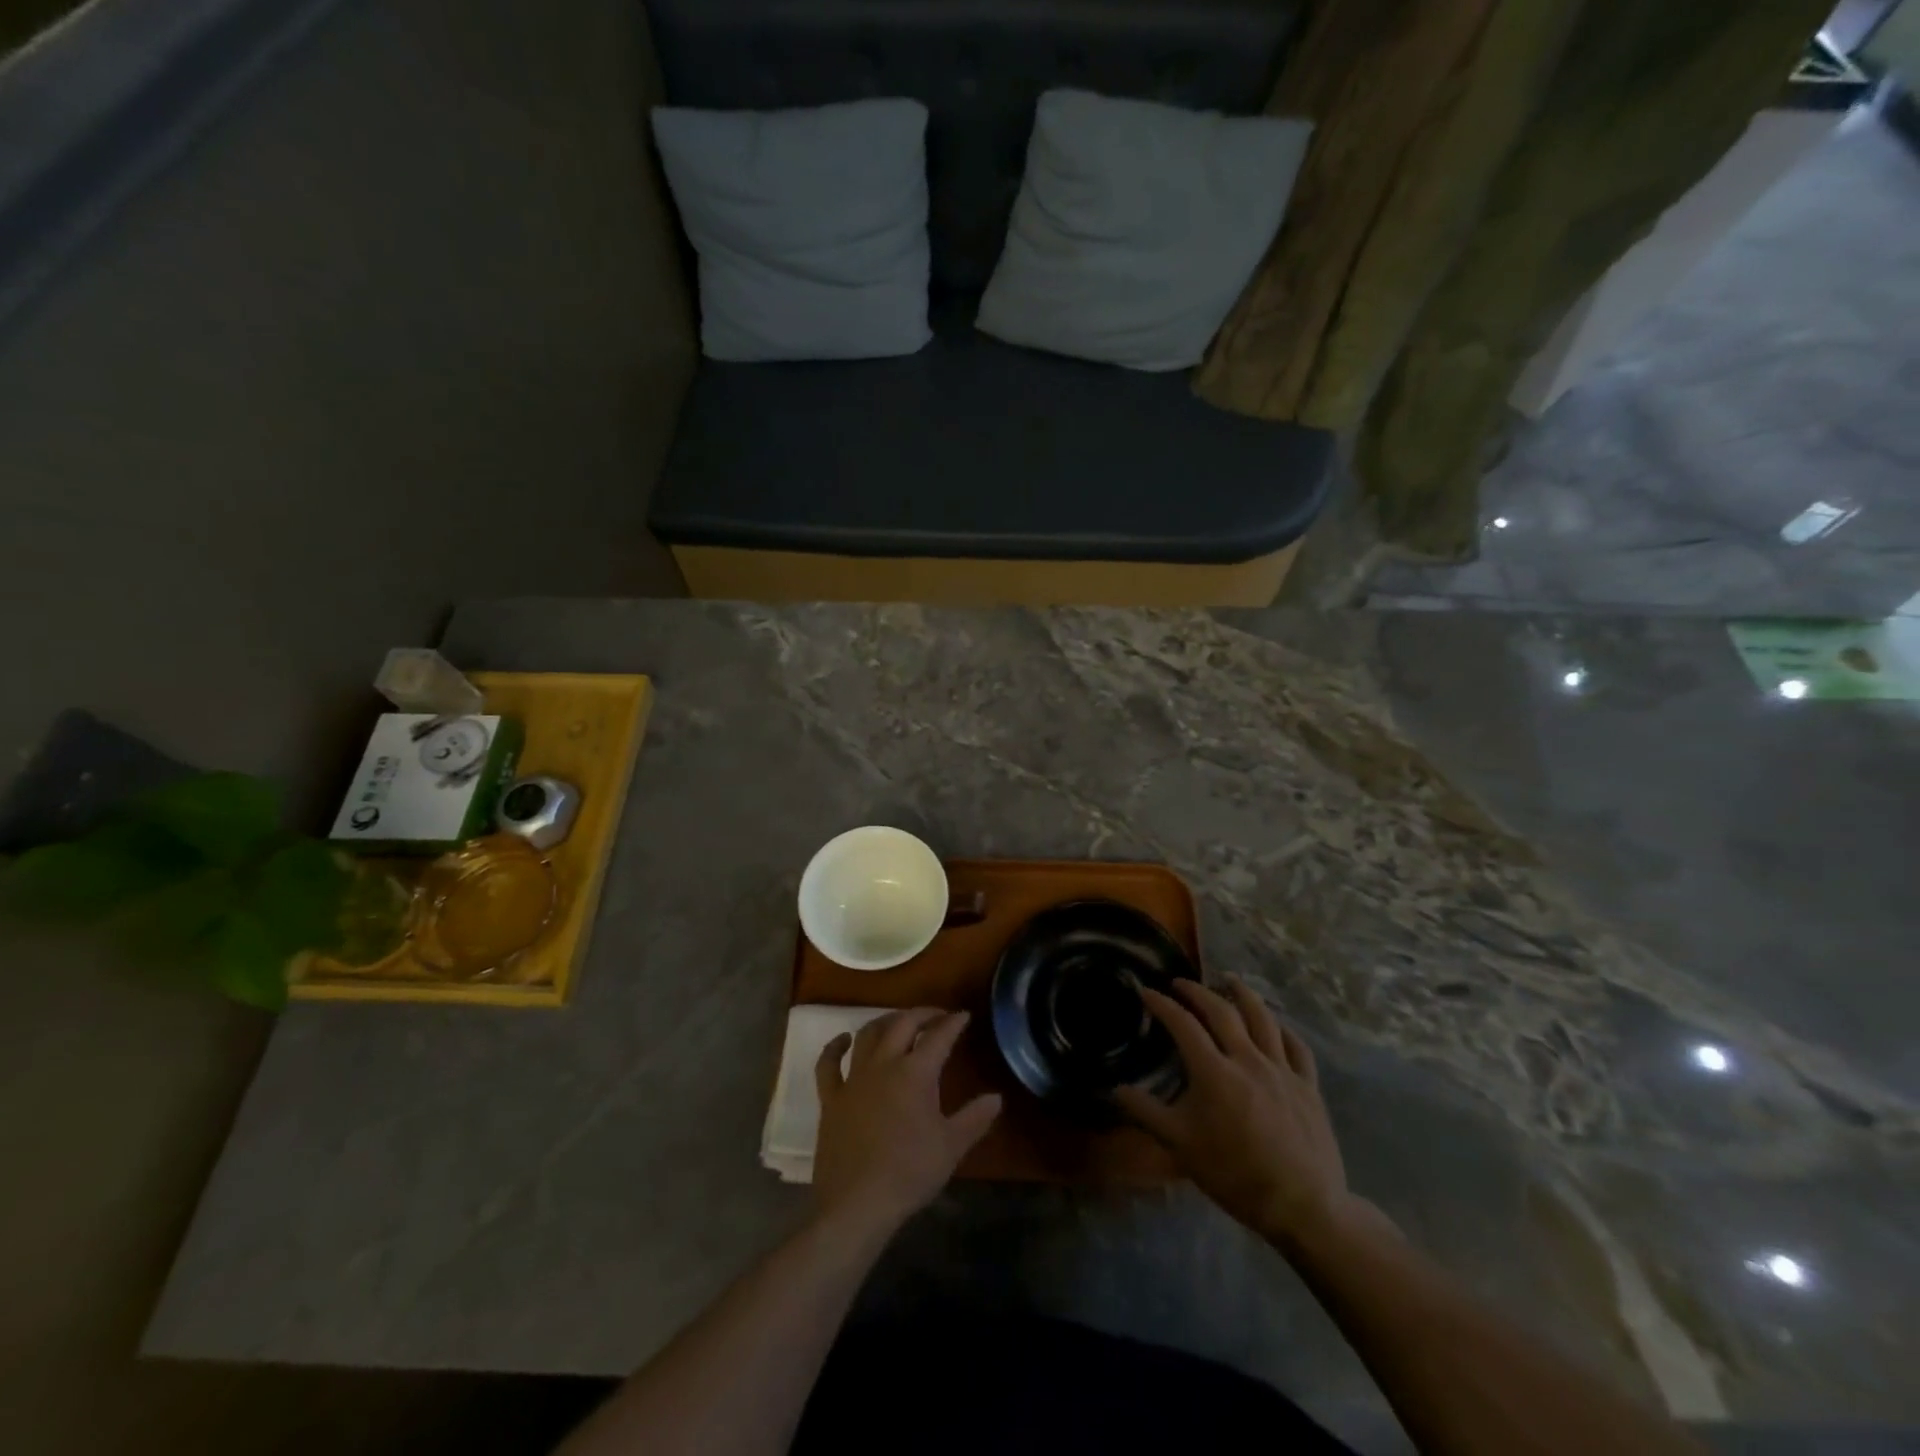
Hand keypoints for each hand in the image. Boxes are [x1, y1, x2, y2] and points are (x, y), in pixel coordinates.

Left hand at [812, 1008, 1001, 1235]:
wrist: (858, 1204)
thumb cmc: (909, 1173)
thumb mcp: (951, 1147)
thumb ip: (975, 1118)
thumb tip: (996, 1097)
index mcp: (915, 1073)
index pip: (938, 1036)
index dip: (953, 1023)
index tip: (963, 1015)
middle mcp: (883, 1065)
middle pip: (902, 1024)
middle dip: (922, 1014)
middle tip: (937, 1016)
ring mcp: (853, 1079)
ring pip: (867, 1034)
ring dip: (885, 1022)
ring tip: (899, 1022)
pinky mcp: (831, 1098)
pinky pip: (828, 1063)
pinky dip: (834, 1047)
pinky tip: (843, 1040)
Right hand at [1115, 979, 1359, 1248]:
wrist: (1302, 1206)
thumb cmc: (1234, 1174)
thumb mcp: (1180, 1145)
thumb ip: (1146, 1112)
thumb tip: (1115, 1089)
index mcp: (1214, 1071)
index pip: (1183, 1024)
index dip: (1162, 1004)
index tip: (1146, 991)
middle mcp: (1248, 1059)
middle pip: (1222, 1011)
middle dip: (1197, 991)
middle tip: (1181, 982)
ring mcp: (1282, 1070)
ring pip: (1262, 1019)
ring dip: (1243, 994)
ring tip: (1230, 980)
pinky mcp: (1308, 1085)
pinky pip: (1297, 1047)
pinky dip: (1283, 1029)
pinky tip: (1276, 1025)